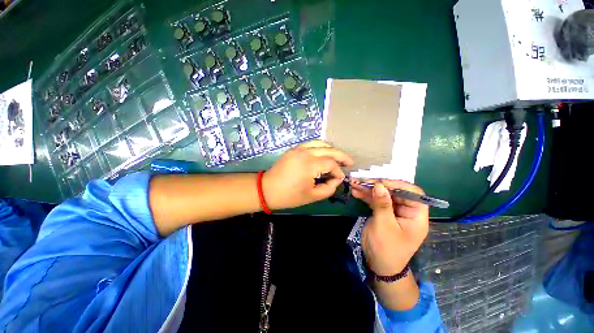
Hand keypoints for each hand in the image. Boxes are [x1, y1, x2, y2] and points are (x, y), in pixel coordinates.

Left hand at [262, 140, 352, 209]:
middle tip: (350, 162)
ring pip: (320, 144)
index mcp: (309, 165)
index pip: (331, 163)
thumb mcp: (312, 196)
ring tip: (339, 157)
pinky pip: (311, 144)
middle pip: (329, 150)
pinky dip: (321, 147)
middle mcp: (305, 152)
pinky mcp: (294, 149)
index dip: (338, 171)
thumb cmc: (289, 196)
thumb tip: (336, 179)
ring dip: (331, 149)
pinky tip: (325, 153)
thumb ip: (329, 188)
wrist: (267, 189)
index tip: (339, 180)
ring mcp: (298, 149)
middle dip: (341, 156)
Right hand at [351, 180, 428, 275]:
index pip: (413, 193)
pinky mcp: (383, 212)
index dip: (398, 185)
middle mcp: (406, 210)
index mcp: (416, 215)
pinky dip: (366, 196)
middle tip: (363, 181)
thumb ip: (382, 204)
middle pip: (394, 192)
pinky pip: (375, 200)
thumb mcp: (385, 226)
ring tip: (355, 184)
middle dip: (378, 185)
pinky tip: (355, 192)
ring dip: (368, 189)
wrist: (378, 265)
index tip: (380, 182)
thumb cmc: (387, 248)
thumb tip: (379, 185)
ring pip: (383, 195)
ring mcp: (393, 211)